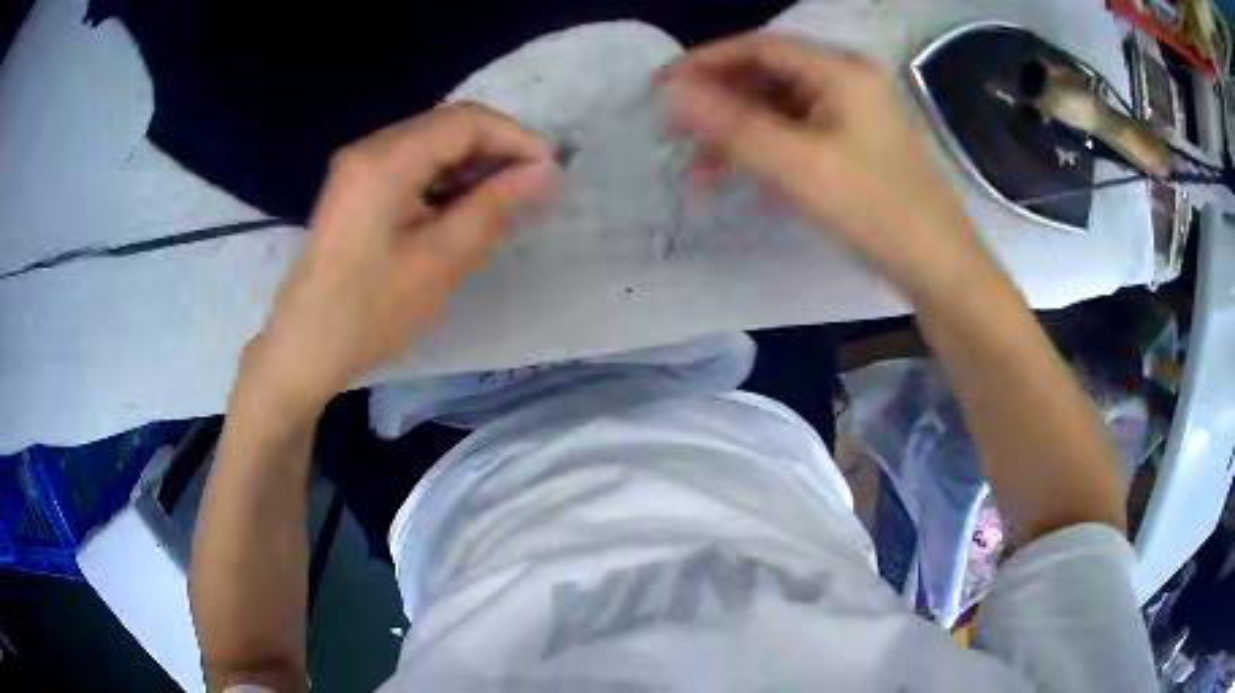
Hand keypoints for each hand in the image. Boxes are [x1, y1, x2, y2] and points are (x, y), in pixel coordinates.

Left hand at [236, 104, 559, 416]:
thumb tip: (546, 171)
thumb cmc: (371, 310)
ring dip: (471, 165)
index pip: (466, 122)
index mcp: (387, 159)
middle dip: (495, 150)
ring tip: (504, 200)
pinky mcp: (357, 186)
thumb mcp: (441, 259)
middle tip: (532, 187)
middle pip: (448, 126)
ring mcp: (359, 165)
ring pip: (431, 144)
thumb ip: (495, 205)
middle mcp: (370, 148)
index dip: (515, 138)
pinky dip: (444, 178)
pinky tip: (462, 208)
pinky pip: (411, 165)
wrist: (306, 345)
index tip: (551, 171)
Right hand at [658, 34, 992, 301]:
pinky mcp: (855, 146)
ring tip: (704, 174)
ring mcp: (853, 115)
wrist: (941, 270)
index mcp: (840, 72)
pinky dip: (768, 153)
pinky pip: (798, 135)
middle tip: (676, 135)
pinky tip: (750, 183)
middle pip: (767, 77)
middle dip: (719, 106)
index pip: (758, 48)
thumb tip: (672, 95)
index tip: (659, 88)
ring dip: (739, 136)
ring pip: (779, 110)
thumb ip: (734, 128)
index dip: (704, 63)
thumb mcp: (801, 169)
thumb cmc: (879, 213)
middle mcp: (847, 82)